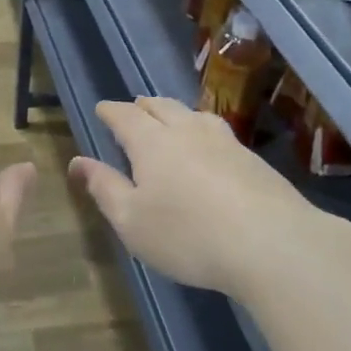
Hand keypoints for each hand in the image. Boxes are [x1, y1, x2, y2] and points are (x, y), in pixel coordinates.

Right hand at [68, 96, 327, 298]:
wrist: (272, 243)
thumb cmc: (187, 234)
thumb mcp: (131, 220)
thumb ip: (103, 188)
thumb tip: (78, 161)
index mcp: (151, 142)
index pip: (125, 116)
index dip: (110, 111)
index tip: (101, 109)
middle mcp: (187, 131)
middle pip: (161, 107)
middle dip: (143, 106)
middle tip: (134, 107)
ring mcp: (224, 142)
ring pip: (194, 115)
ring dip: (175, 113)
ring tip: (171, 118)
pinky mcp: (253, 160)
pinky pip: (219, 132)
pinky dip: (203, 130)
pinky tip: (210, 145)